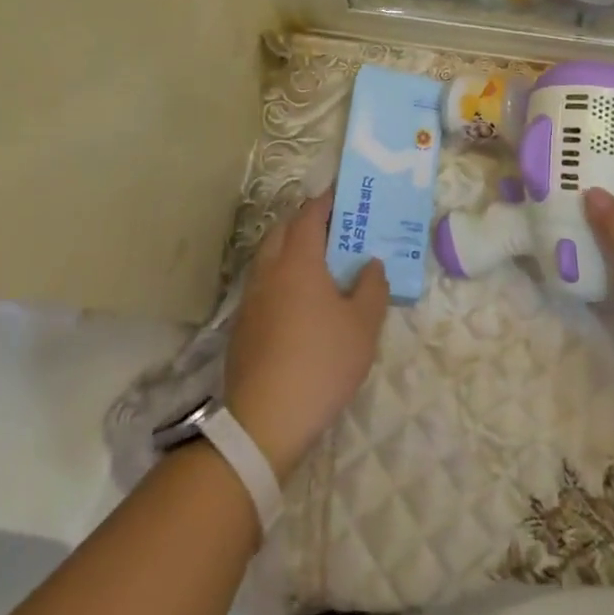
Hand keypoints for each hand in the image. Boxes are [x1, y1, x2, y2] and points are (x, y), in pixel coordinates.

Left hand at [224, 194, 388, 481]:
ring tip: (318, 261)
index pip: (308, 216)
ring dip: (290, 248)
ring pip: (268, 257)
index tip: (342, 195)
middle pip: (282, 231)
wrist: (265, 419)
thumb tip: (370, 264)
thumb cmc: (321, 363)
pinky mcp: (242, 325)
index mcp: (298, 262)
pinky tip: (299, 299)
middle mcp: (269, 271)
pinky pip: (262, 283)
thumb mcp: (363, 326)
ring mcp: (251, 299)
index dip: (325, 202)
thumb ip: (371, 288)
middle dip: (304, 221)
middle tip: (333, 227)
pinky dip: (280, 275)